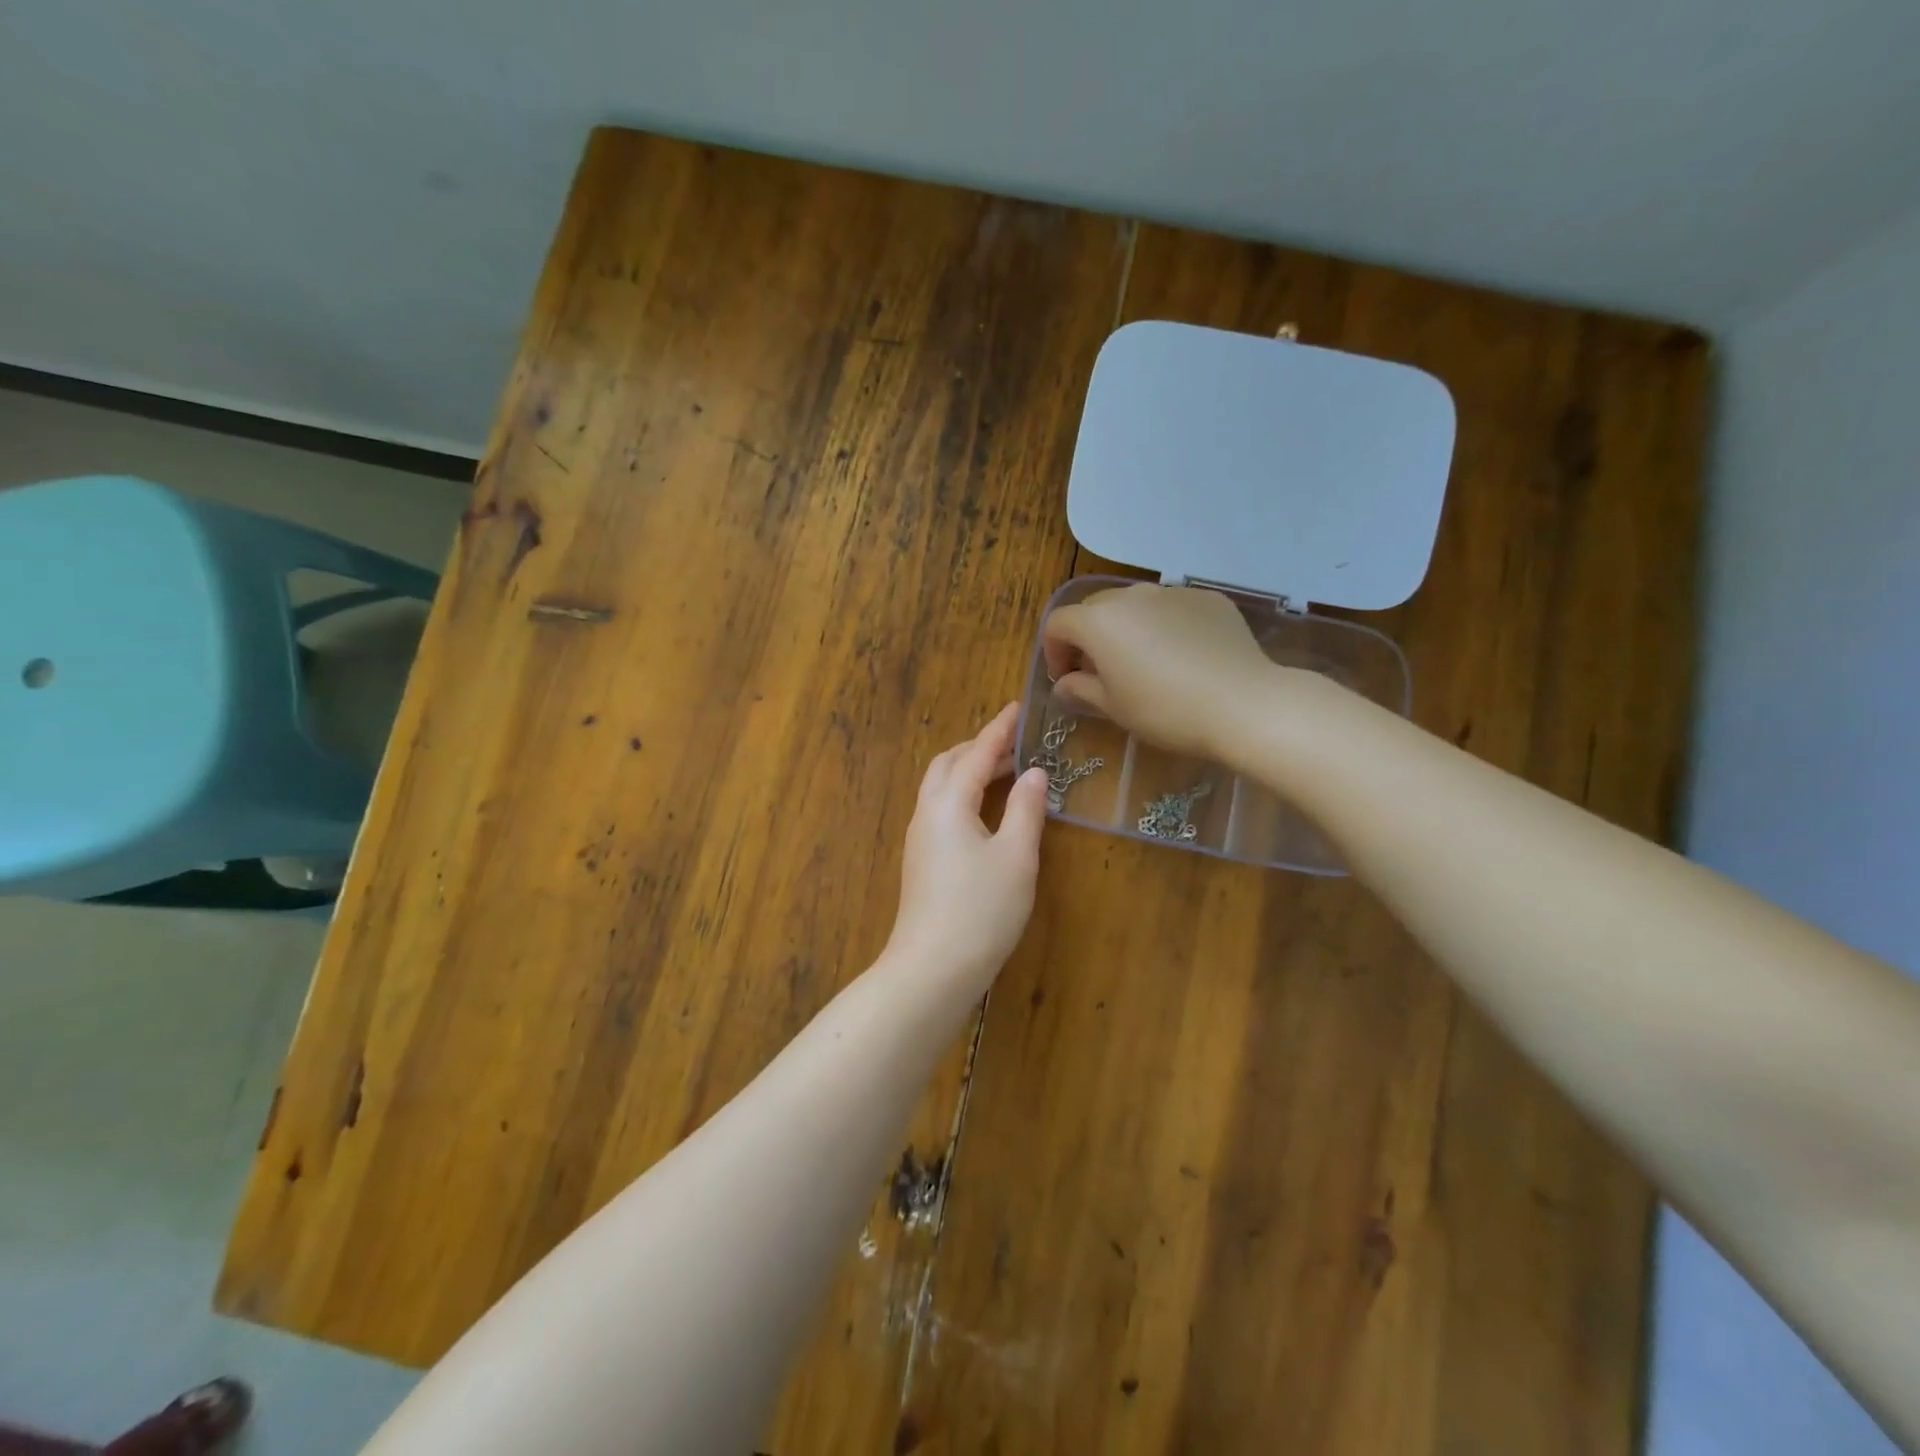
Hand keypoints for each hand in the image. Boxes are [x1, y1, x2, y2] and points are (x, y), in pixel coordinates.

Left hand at [885, 704, 1048, 985]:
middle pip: (949, 764)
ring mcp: (919, 838)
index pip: (976, 753)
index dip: (999, 730)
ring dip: (969, 771)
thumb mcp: (1016, 856)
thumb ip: (1025, 809)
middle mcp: (927, 812)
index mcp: (948, 802)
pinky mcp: (921, 860)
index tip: (1018, 708)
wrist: (933, 967)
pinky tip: (986, 811)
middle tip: (1013, 743)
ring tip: (1004, 771)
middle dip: (979, 747)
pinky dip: (964, 795)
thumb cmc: (981, 908)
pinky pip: (941, 809)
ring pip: (941, 787)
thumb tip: (1033, 773)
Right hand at [1043, 583, 1274, 758]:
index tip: (1066, 679)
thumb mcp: (1114, 708)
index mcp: (1099, 621)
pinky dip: (1165, 626)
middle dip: (1088, 636)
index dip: (1053, 651)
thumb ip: (1081, 689)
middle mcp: (1131, 596)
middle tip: (1099, 671)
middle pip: (1094, 608)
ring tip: (1143, 662)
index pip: (1058, 623)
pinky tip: (1183, 657)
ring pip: (1135, 605)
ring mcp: (1172, 592)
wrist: (1243, 703)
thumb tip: (1064, 684)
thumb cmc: (1165, 710)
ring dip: (1127, 628)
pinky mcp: (1207, 598)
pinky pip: (1172, 608)